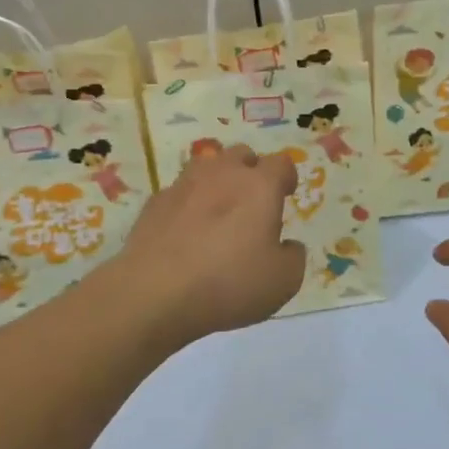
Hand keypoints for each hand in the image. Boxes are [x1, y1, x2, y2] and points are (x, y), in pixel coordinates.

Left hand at [113, 145, 305, 349]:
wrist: (154, 293)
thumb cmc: (229, 283)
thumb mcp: (283, 281)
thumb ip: (293, 256)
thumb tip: (287, 245)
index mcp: (259, 186)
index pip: (281, 163)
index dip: (287, 177)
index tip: (286, 193)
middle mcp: (223, 174)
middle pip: (241, 154)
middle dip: (251, 171)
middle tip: (252, 201)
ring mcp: (184, 184)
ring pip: (207, 166)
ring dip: (217, 181)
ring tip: (218, 211)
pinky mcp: (155, 202)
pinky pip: (179, 192)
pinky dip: (187, 204)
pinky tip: (185, 232)